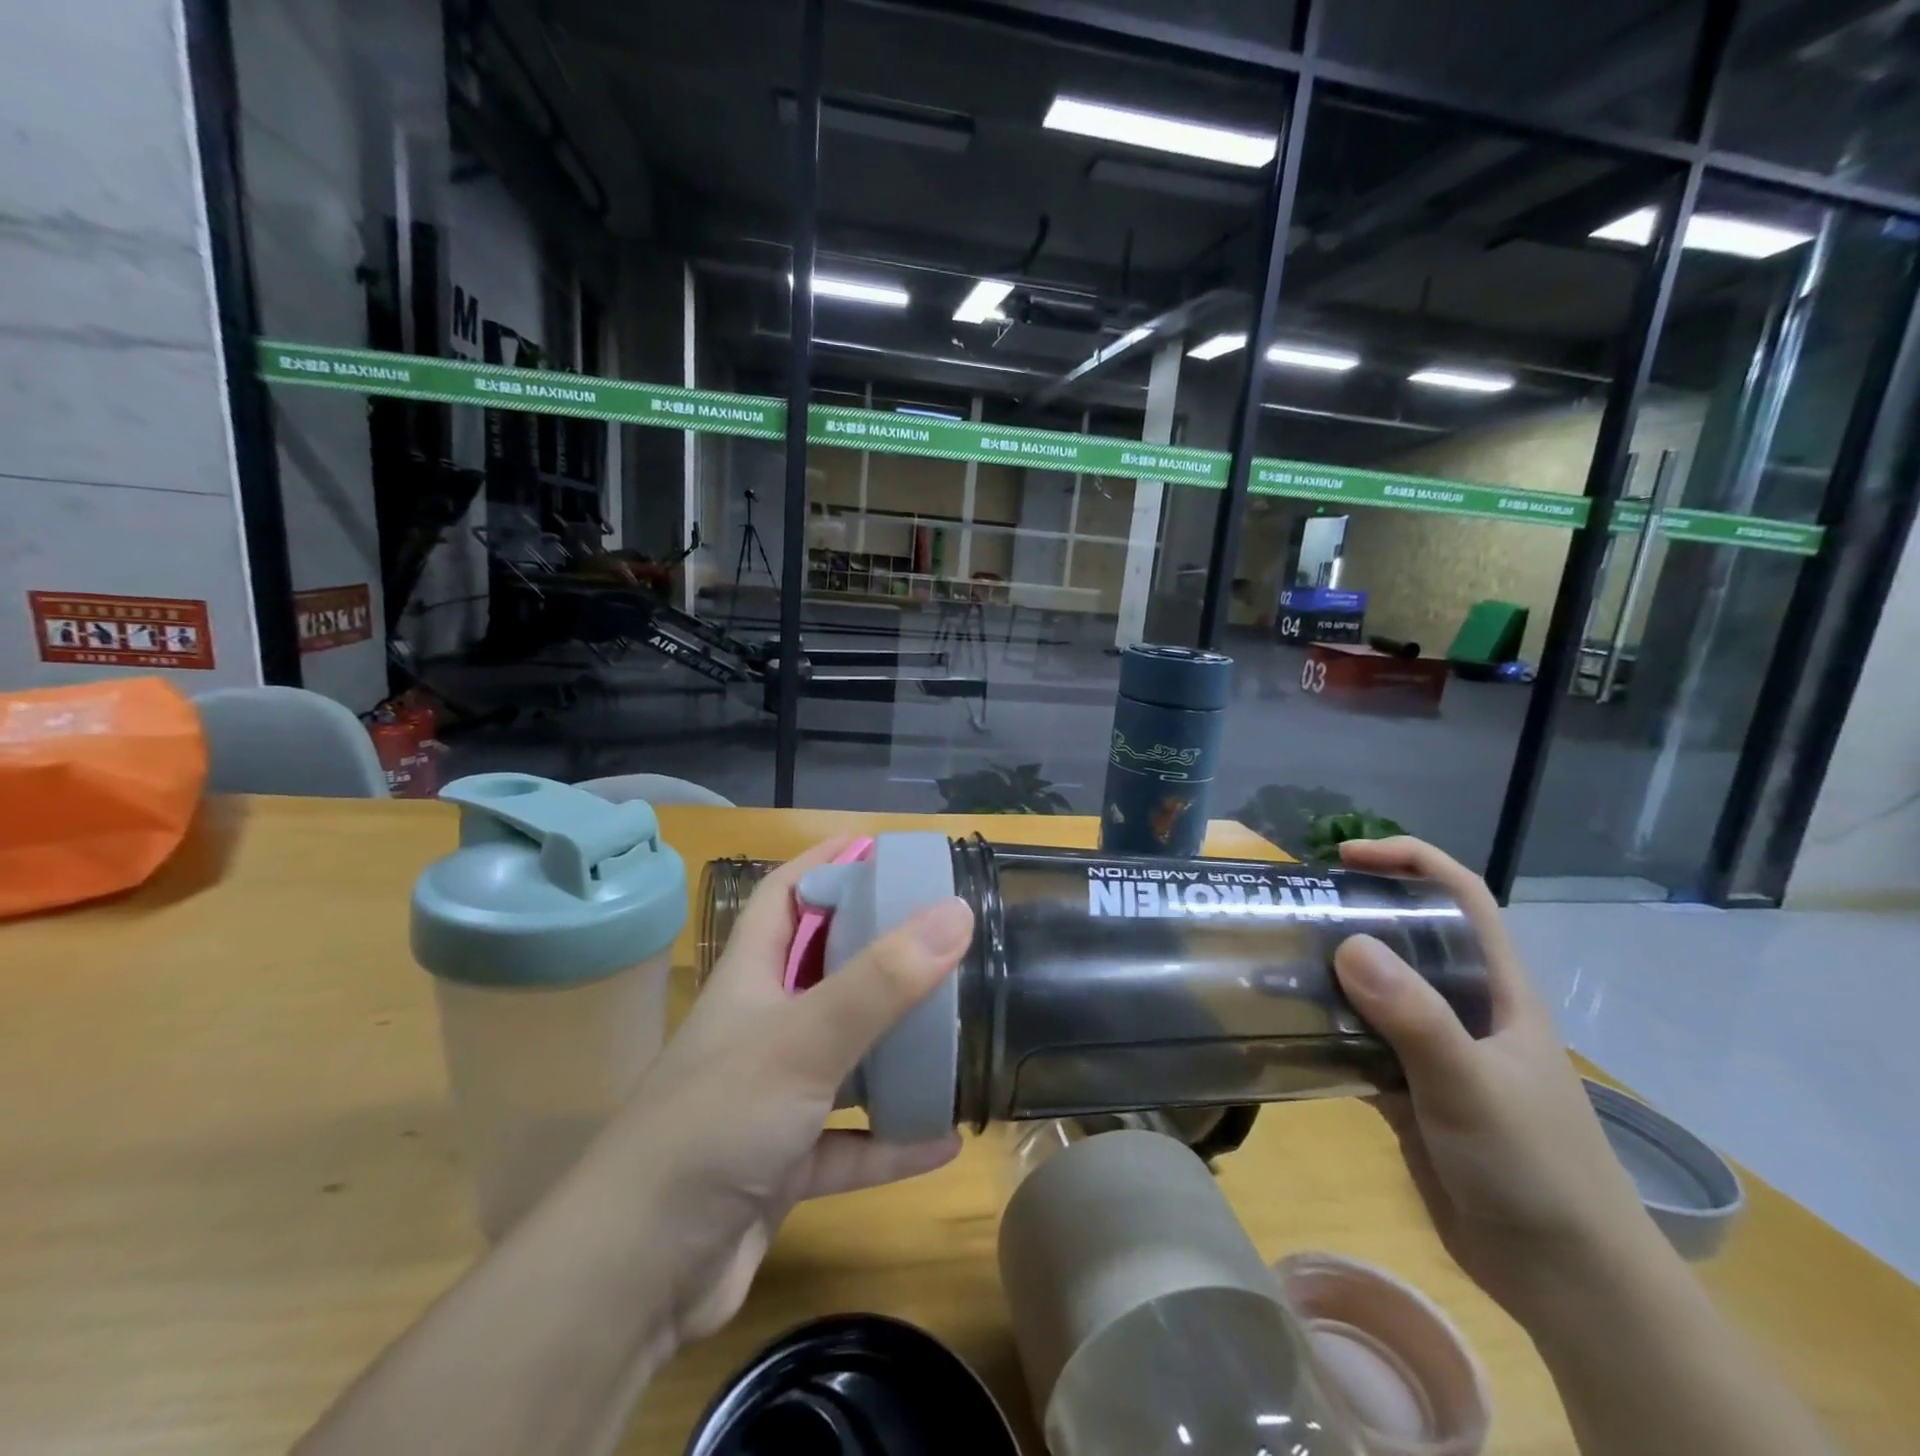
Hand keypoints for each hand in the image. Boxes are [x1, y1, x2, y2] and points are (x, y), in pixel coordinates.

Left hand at [610, 837, 972, 1347]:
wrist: (636, 1275)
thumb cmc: (715, 1125)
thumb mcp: (803, 1039)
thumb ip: (881, 980)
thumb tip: (956, 913)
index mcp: (748, 981)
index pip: (784, 897)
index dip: (825, 863)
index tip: (881, 847)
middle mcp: (758, 1030)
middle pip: (820, 970)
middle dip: (874, 949)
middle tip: (936, 933)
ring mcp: (768, 1100)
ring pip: (841, 1058)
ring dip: (891, 1049)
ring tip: (951, 1027)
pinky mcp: (781, 1165)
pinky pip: (848, 1143)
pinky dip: (889, 1141)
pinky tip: (943, 1141)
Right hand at [1332, 837, 1656, 1321]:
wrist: (1564, 1279)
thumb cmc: (1535, 1168)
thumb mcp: (1473, 1085)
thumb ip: (1415, 1017)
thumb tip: (1348, 943)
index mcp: (1499, 990)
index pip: (1461, 898)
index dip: (1410, 861)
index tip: (1345, 856)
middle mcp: (1465, 1009)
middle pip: (1409, 937)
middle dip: (1356, 913)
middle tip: (1294, 909)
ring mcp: (1437, 1051)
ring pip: (1377, 991)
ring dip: (1331, 974)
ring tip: (1275, 960)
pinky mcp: (1410, 1091)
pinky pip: (1359, 1043)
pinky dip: (1325, 1031)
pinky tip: (1286, 1028)